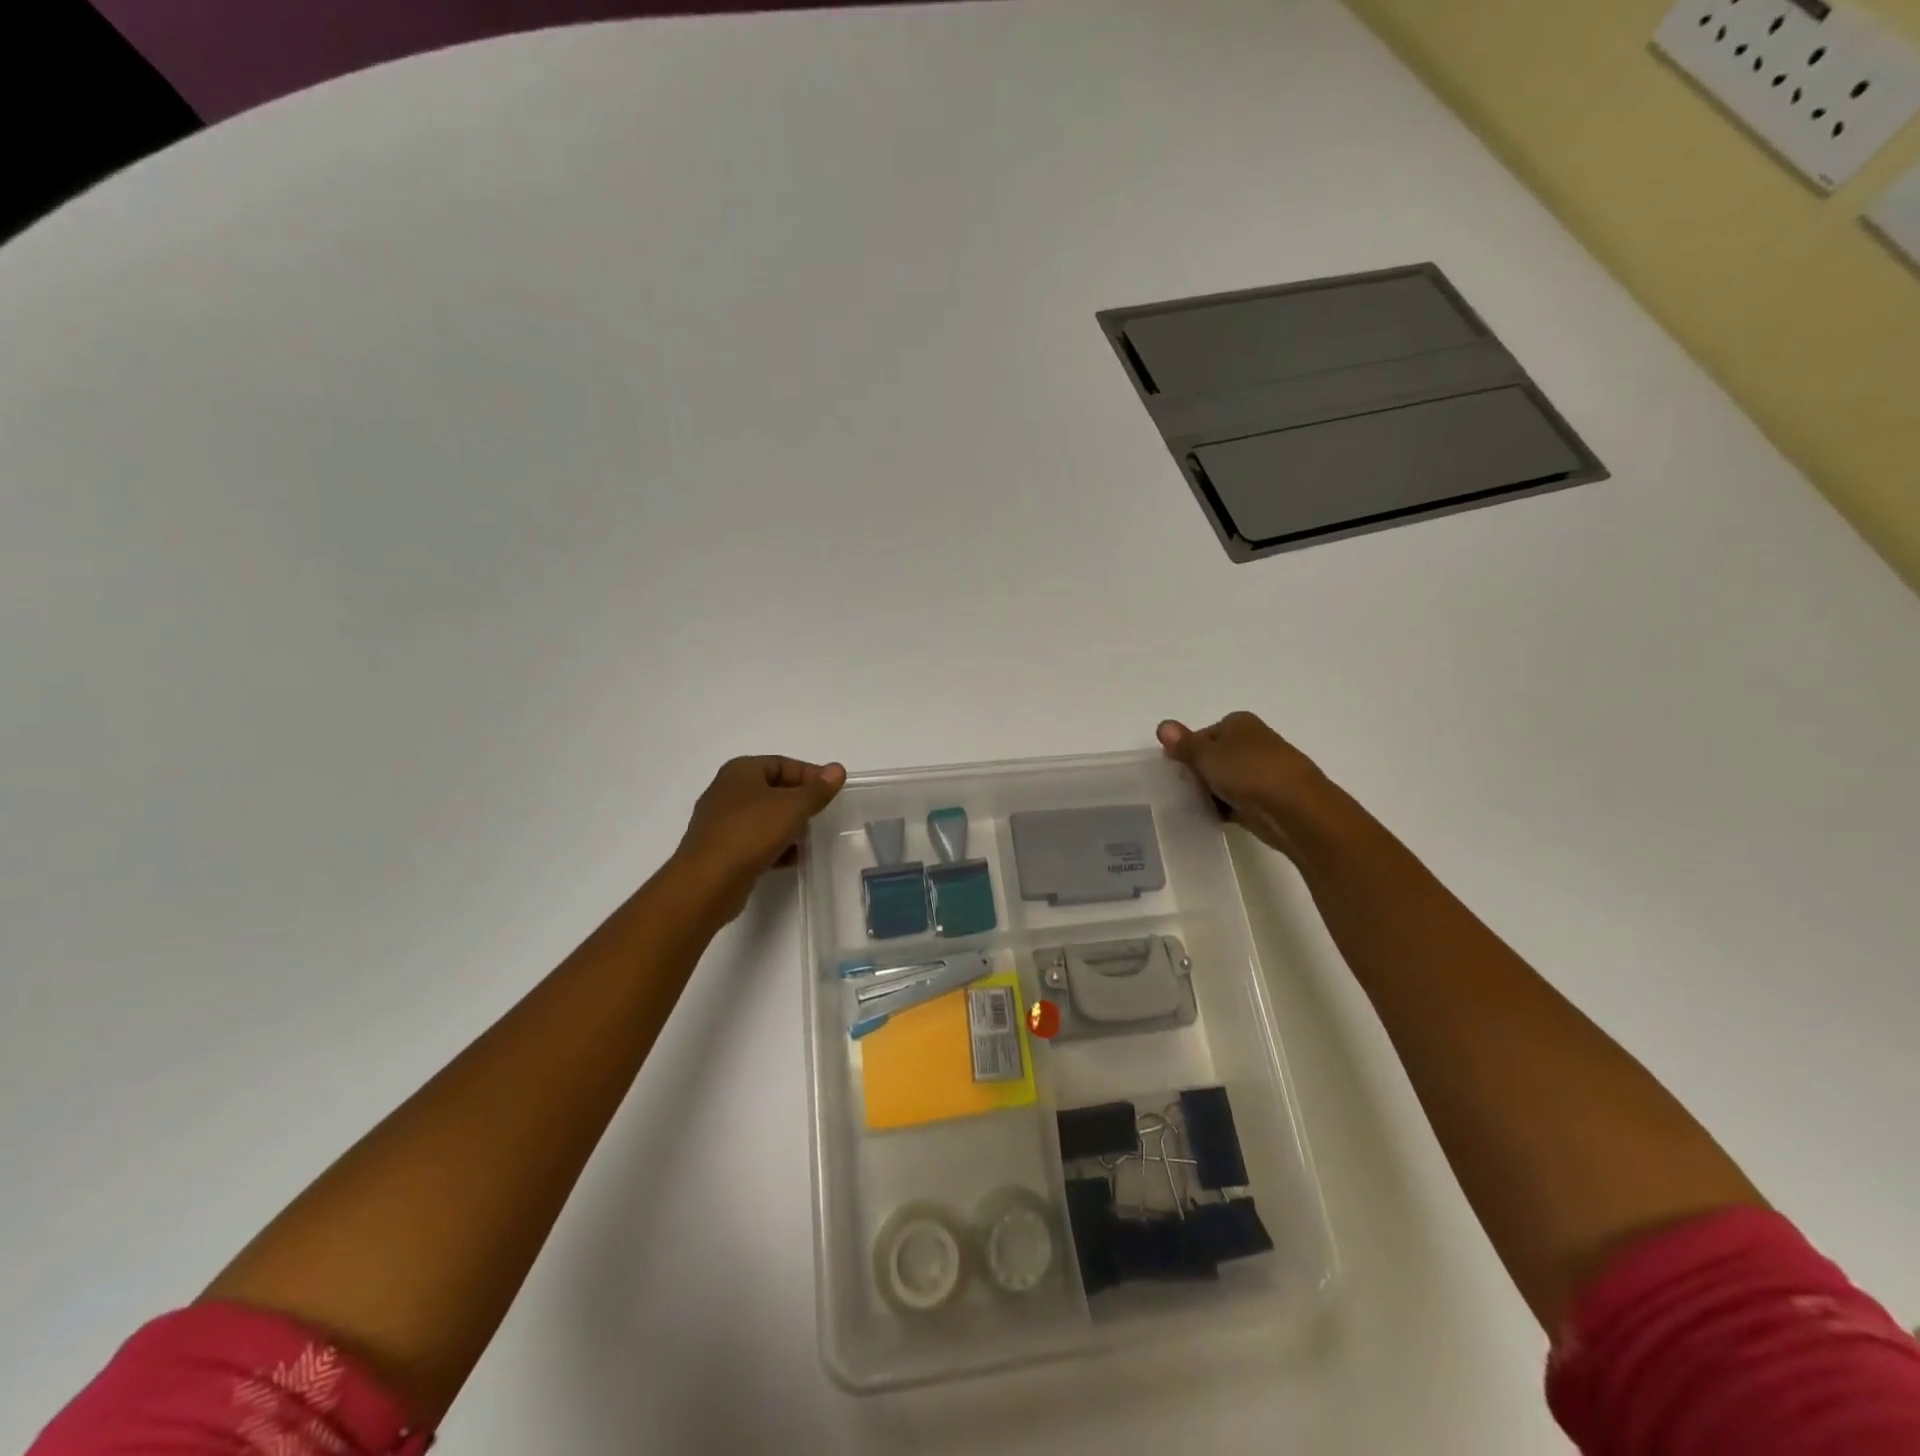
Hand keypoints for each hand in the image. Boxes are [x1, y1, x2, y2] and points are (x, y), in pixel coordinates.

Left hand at [672, 755, 846, 918]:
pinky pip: (755, 841)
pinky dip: (774, 846)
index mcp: (740, 771)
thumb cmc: (751, 833)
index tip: (832, 792)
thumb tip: (837, 769)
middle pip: (773, 789)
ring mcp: (721, 822)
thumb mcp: (792, 807)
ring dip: (788, 826)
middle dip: (799, 802)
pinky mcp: (722, 849)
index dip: (810, 775)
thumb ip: (817, 789)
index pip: (783, 763)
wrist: (707, 882)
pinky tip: (792, 859)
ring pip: (764, 817)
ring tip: (809, 838)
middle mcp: (727, 791)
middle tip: (822, 815)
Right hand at [1157, 713, 1336, 859]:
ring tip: (1201, 806)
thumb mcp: (1206, 755)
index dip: (1188, 751)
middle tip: (1187, 788)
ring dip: (1213, 793)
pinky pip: (1239, 801)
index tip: (1178, 769)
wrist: (1296, 809)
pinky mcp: (1270, 798)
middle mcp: (1254, 741)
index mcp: (1239, 723)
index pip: (1203, 734)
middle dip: (1201, 773)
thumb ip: (1183, 744)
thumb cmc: (1247, 772)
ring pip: (1227, 780)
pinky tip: (1218, 818)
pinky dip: (1228, 808)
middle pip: (1215, 757)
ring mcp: (1264, 770)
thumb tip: (1162, 725)